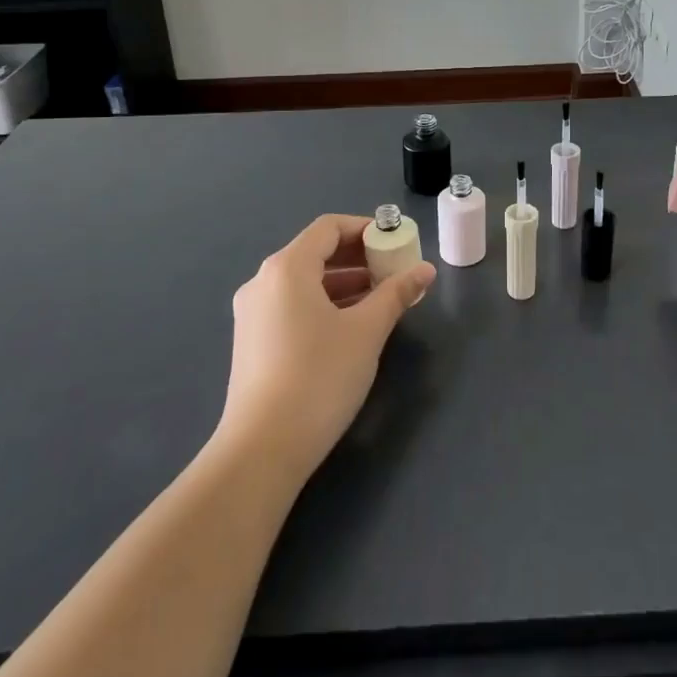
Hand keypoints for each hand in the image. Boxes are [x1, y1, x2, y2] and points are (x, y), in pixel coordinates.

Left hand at [217, 214, 434, 483]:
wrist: (262, 449)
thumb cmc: (319, 377)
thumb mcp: (367, 332)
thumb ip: (396, 294)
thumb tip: (425, 270)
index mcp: (287, 268)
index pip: (329, 227)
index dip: (365, 228)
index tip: (395, 242)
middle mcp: (263, 282)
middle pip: (315, 252)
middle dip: (358, 257)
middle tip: (394, 270)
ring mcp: (252, 313)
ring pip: (304, 282)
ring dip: (343, 283)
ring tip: (380, 299)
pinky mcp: (251, 342)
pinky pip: (292, 305)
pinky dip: (323, 304)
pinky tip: (350, 326)